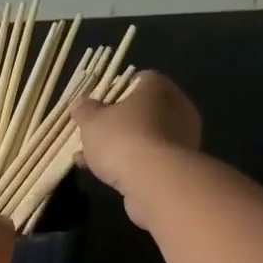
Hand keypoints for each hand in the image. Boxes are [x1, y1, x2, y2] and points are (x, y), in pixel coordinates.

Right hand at [72, 71, 202, 226]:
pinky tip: (103, 174)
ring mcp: (181, 139)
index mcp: (159, 88)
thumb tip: (81, 104)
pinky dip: (129, 163)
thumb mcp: (92, 122)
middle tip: (93, 134)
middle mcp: (177, 108)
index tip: (97, 105)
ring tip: (89, 158)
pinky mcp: (179, 166)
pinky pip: (149, 158)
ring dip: (119, 146)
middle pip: (142, 110)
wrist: (154, 182)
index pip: (139, 80)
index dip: (116, 90)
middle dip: (117, 122)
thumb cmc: (122, 139)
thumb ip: (85, 111)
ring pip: (144, 137)